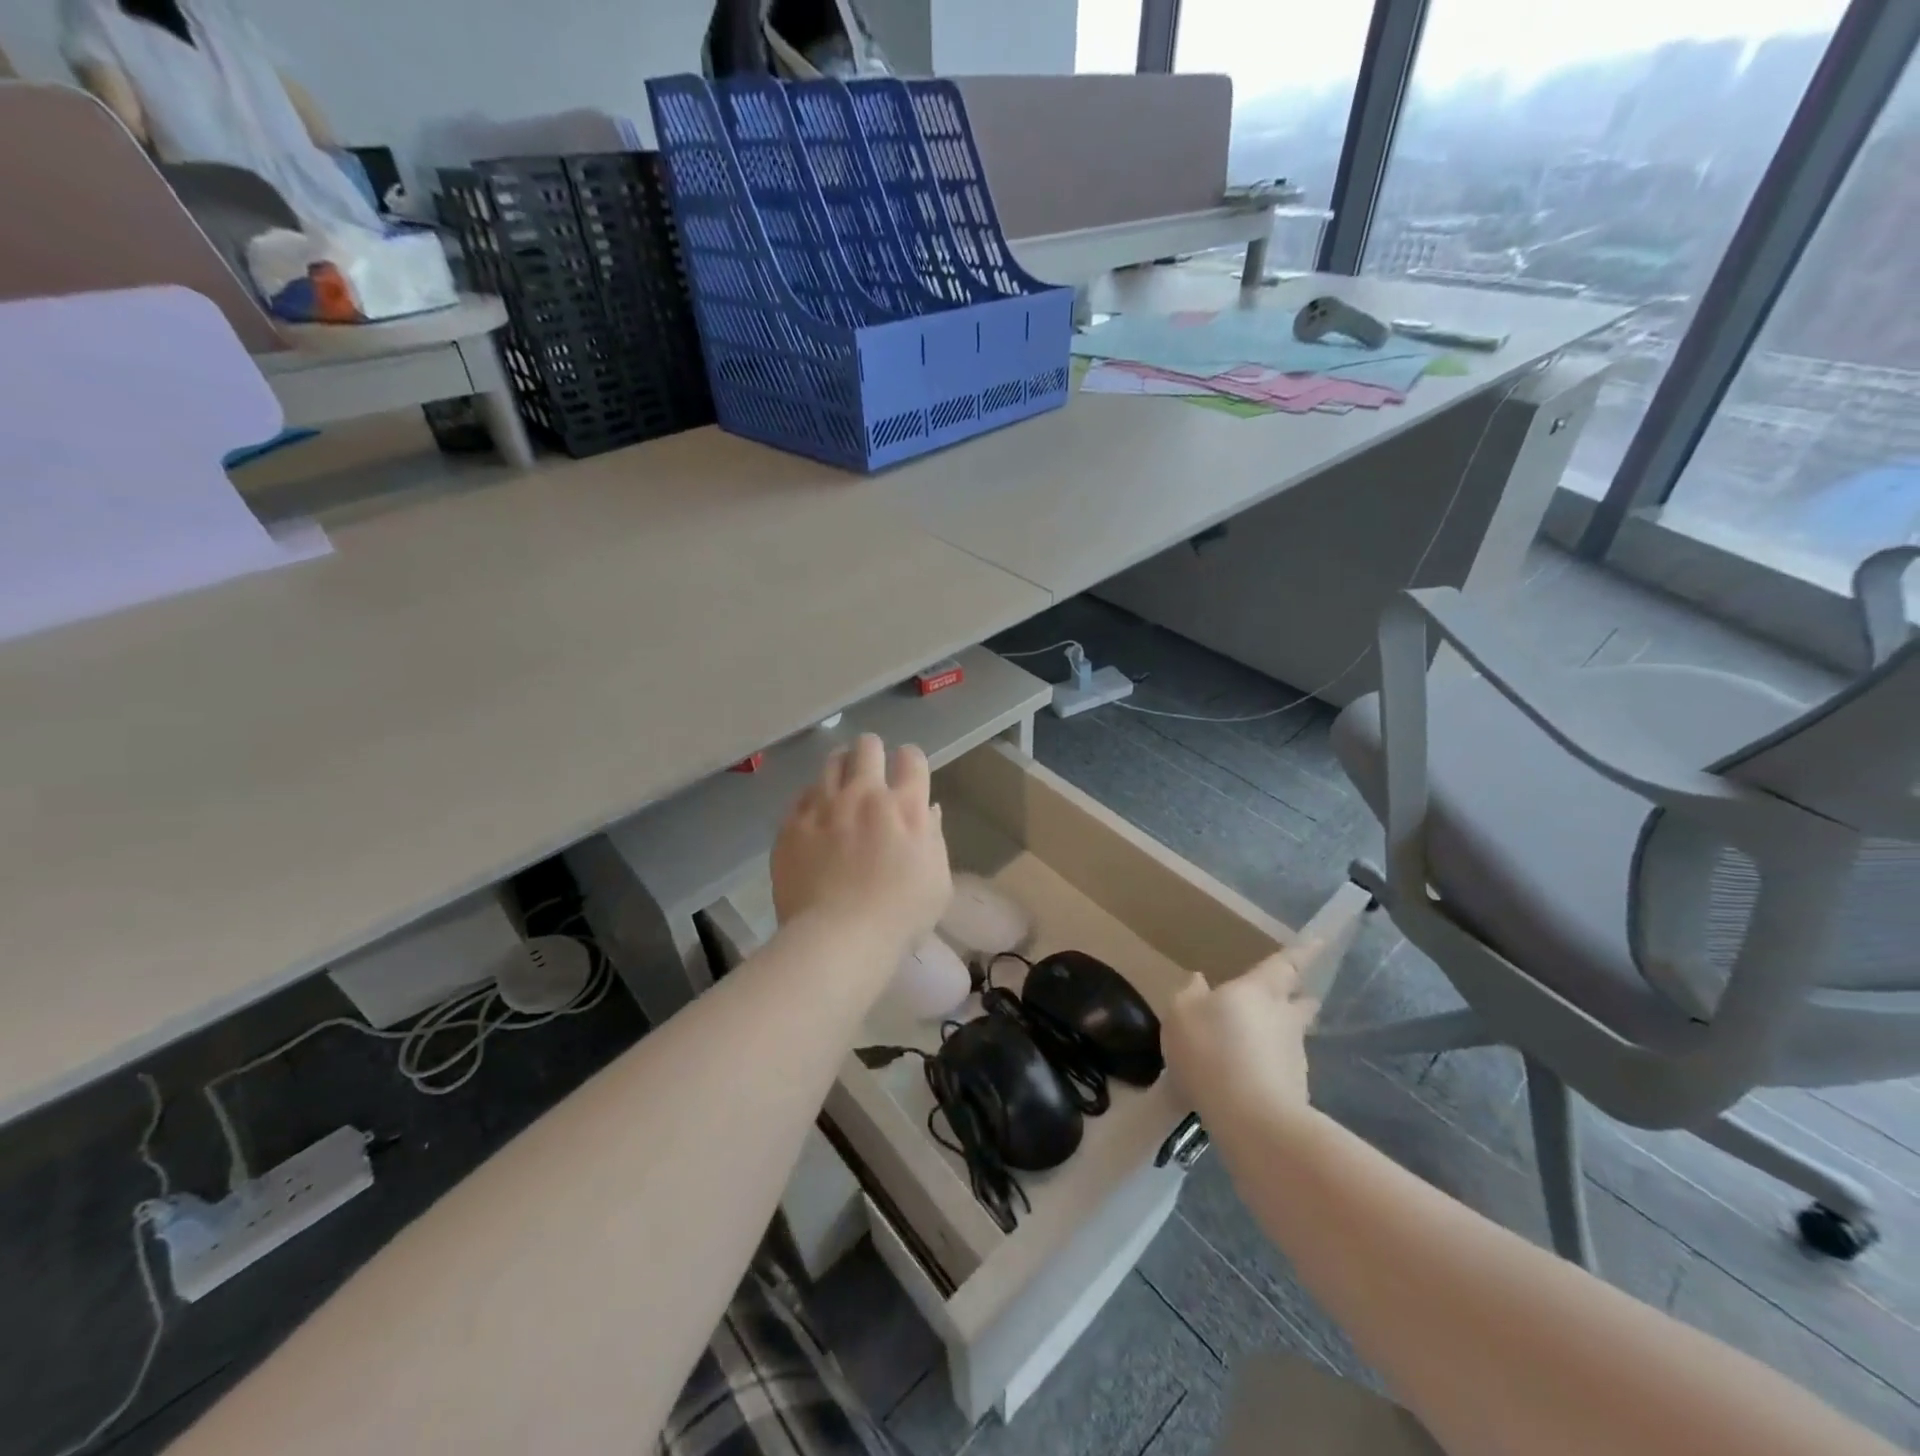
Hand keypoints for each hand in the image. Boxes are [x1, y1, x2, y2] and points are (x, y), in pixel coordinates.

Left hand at [771, 734, 951, 958]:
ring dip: (841, 768)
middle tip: (871, 772)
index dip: (910, 760)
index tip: (907, 774)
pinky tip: (817, 816)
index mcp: (905, 806)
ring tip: (841, 786)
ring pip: (831, 762)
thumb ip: (933, 838)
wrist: (838, 938)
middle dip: (872, 752)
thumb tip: (928, 810)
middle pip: (867, 746)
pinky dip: (814, 799)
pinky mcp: (792, 824)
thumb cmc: (899, 916)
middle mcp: (864, 795)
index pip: (911, 757)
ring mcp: (824, 806)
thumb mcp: (937, 881)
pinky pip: (802, 795)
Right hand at [1163, 952, 1315, 1123]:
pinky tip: (1251, 1078)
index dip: (1303, 952)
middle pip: (1299, 1002)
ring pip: (1292, 1036)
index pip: (1285, 964)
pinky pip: (1282, 1068)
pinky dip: (1271, 1067)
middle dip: (1299, 996)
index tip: (1321, 942)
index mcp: (1258, 990)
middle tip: (1296, 994)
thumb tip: (1199, 980)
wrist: (1251, 1118)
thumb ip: (1190, 994)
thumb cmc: (1211, 1050)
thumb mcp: (1181, 1015)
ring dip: (1281, 1034)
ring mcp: (1294, 1055)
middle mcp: (1284, 1017)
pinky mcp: (1296, 1089)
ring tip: (1260, 1042)